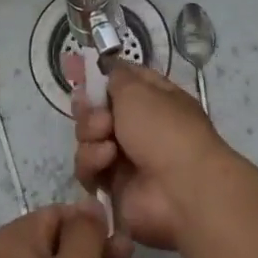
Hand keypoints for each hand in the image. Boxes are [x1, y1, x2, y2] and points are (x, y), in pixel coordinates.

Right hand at [71, 60, 234, 255]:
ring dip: (92, 135)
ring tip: (106, 139)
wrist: (179, 189)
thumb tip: (109, 69)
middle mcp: (138, 126)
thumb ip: (117, 76)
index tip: (77, 69)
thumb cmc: (163, 129)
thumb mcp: (138, 89)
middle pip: (98, 110)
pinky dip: (93, 161)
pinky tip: (106, 160)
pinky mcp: (112, 186)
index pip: (122, 80)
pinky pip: (88, 168)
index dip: (100, 75)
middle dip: (91, 110)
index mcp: (153, 98)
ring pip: (88, 138)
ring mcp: (125, 157)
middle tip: (98, 115)